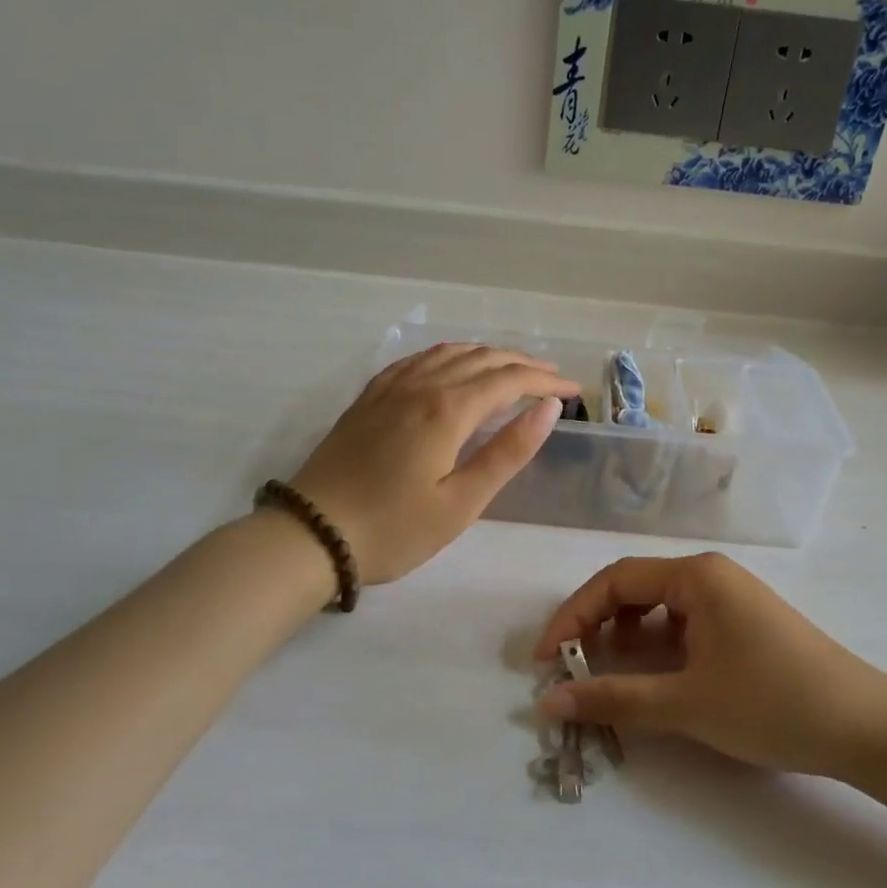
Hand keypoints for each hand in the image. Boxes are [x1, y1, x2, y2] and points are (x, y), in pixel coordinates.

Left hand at [291, 344, 579, 583]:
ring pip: (450, 352)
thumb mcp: (461, 503)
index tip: (575, 391)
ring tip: (513, 368)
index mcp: (448, 409)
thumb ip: (507, 452)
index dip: (547, 381)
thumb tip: (549, 408)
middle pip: (483, 359)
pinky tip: (453, 365)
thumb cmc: (394, 529)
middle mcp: (421, 385)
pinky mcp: (370, 397)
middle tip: (553, 378)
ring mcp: (390, 387)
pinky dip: (449, 355)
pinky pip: (418, 359)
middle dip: (524, 364)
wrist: (311, 534)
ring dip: (488, 355)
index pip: (510, 380)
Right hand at [533, 554, 886, 778]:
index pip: (614, 581)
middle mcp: (711, 576)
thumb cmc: (773, 704)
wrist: (868, 729)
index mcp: (696, 576)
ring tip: (611, 675)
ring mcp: (732, 599)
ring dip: (627, 638)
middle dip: (596, 626)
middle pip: (634, 589)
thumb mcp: (686, 703)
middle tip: (570, 668)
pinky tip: (658, 679)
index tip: (544, 660)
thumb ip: (613, 698)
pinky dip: (659, 648)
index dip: (571, 617)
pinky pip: (686, 625)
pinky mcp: (745, 625)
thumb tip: (548, 702)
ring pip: (660, 609)